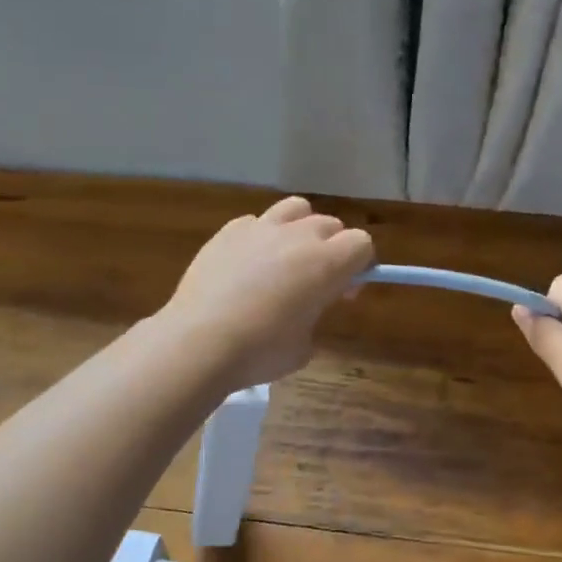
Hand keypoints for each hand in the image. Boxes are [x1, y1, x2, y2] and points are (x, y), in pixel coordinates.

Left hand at [160, 196, 374, 390]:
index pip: (362, 243)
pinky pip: (256, 222)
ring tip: (287, 258)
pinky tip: (247, 264)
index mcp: (326, 264)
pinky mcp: (228, 231)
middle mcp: (298, 236)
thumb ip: (315, 317)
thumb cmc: (260, 352)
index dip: (361, 265)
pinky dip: (261, 238)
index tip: (346, 291)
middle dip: (333, 248)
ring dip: (300, 228)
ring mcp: (260, 228)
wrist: (199, 342)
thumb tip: (306, 309)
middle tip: (318, 282)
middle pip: (331, 225)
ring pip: (296, 209)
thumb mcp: (304, 346)